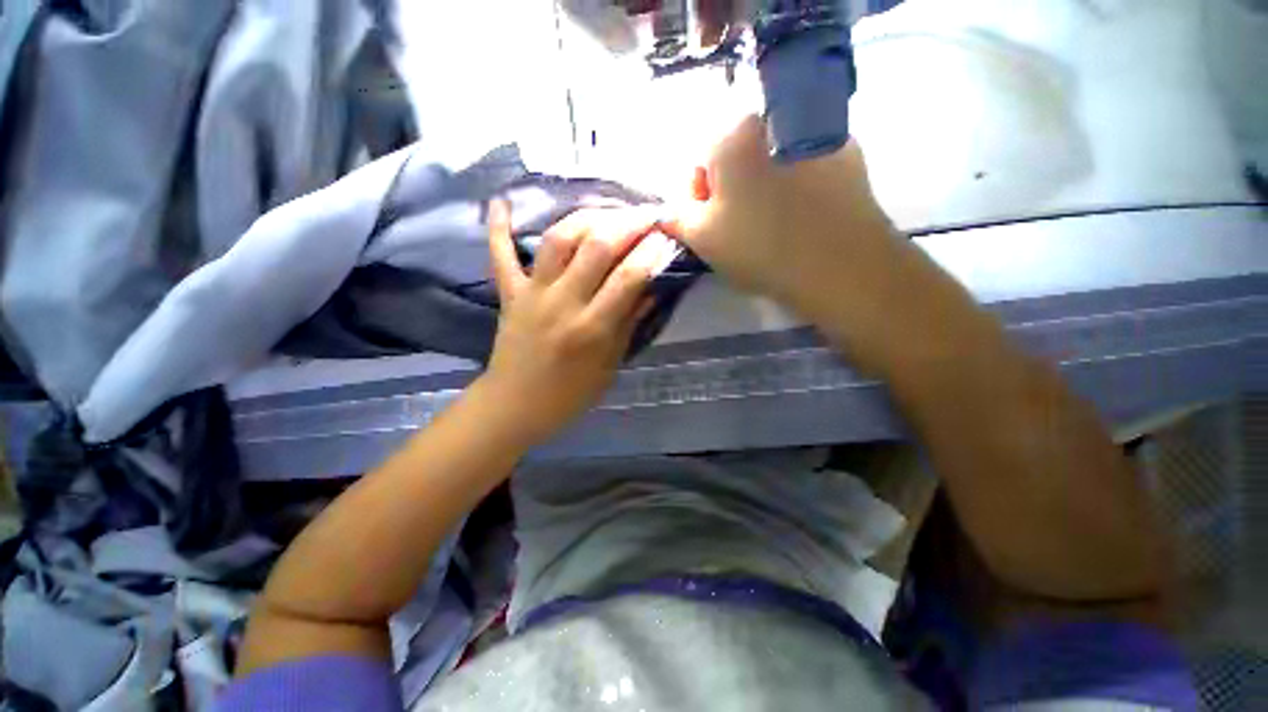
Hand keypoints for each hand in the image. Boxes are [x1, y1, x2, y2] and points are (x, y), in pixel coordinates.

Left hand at [477, 201, 673, 446]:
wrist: (516, 405)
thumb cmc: (570, 394)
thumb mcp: (610, 365)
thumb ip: (630, 324)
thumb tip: (651, 288)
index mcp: (593, 328)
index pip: (629, 277)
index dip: (651, 250)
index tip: (667, 234)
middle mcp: (563, 302)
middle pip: (596, 246)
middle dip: (627, 222)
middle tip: (647, 213)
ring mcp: (532, 293)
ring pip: (558, 239)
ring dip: (586, 217)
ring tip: (608, 211)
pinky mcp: (509, 293)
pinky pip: (499, 254)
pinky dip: (499, 227)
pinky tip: (501, 201)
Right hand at [663, 114, 896, 306]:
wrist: (839, 265)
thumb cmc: (759, 247)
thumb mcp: (702, 238)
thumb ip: (677, 217)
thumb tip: (668, 210)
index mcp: (733, 134)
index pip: (700, 159)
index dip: (698, 195)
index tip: (708, 224)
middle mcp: (775, 118)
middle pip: (738, 155)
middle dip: (730, 189)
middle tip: (737, 227)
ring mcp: (816, 132)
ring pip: (772, 160)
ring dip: (763, 186)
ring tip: (770, 225)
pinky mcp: (848, 154)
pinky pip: (805, 166)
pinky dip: (796, 186)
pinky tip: (801, 217)